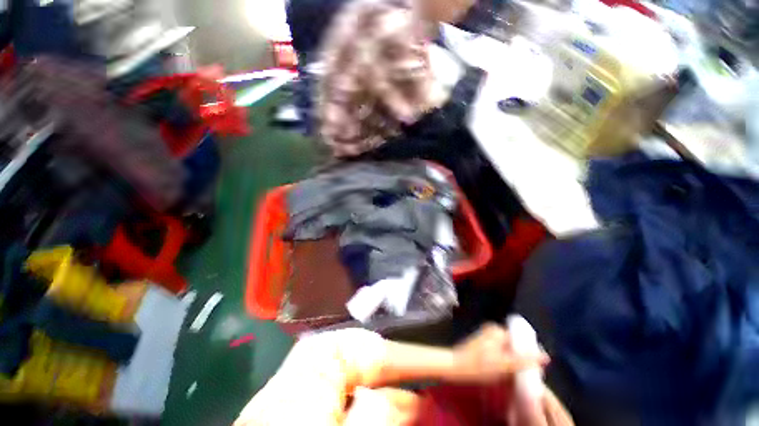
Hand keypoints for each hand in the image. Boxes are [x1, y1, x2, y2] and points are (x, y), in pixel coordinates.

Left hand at [451, 323, 548, 383]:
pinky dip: (504, 358)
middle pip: (514, 343)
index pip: (521, 339)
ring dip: (513, 358)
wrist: (455, 366)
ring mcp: (486, 336)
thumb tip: (546, 357)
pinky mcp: (482, 343)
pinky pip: (499, 349)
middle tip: (525, 372)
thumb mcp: (504, 365)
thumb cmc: (478, 366)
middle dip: (521, 356)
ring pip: (507, 347)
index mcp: (498, 331)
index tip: (537, 367)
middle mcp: (492, 330)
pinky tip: (503, 369)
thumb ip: (524, 360)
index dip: (530, 352)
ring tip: (514, 372)